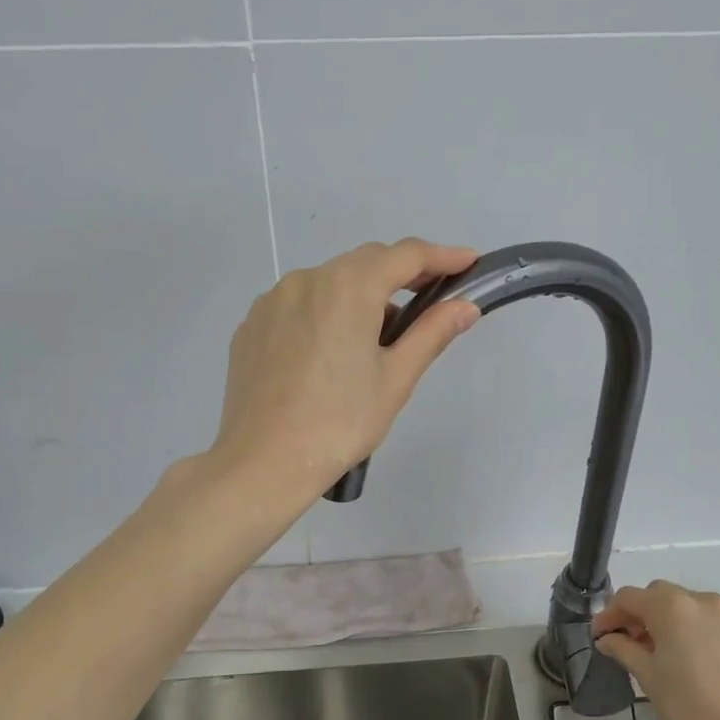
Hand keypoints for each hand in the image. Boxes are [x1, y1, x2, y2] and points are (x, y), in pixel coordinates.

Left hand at [209, 239, 480, 506]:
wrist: (263, 463)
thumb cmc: (339, 423)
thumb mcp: (395, 380)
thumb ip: (431, 333)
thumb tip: (465, 306)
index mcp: (347, 288)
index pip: (405, 255)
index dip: (442, 256)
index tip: (468, 262)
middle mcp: (306, 280)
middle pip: (364, 263)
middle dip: (401, 274)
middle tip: (431, 300)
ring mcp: (271, 301)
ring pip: (328, 283)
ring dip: (360, 296)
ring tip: (377, 341)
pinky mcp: (251, 325)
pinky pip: (298, 305)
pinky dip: (324, 313)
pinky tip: (330, 353)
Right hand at [593, 581, 719, 719]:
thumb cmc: (690, 708)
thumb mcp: (648, 678)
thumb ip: (624, 649)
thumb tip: (607, 638)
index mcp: (671, 606)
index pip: (629, 597)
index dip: (609, 615)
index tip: (599, 637)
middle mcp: (702, 600)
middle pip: (659, 595)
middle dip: (640, 614)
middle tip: (628, 642)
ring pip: (689, 607)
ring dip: (669, 621)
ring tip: (662, 652)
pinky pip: (713, 623)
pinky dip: (696, 632)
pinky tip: (694, 661)